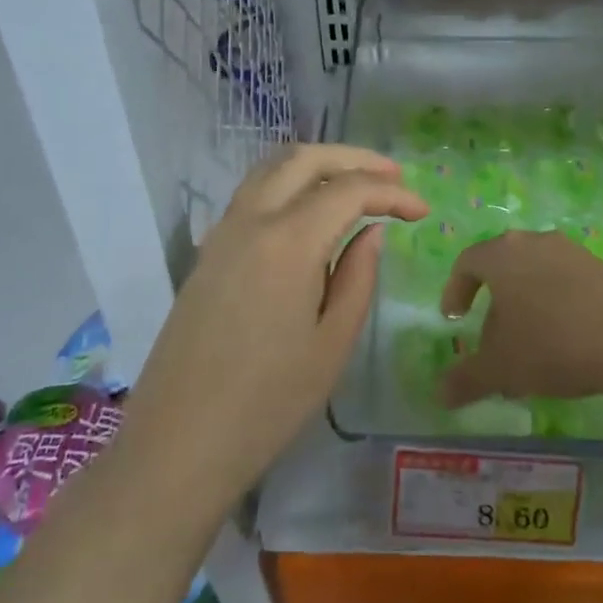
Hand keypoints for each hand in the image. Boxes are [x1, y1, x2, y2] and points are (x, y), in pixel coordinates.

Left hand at [123, 145, 426, 508]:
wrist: (179, 442)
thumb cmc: (268, 402)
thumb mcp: (333, 343)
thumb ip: (358, 276)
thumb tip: (371, 232)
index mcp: (288, 241)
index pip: (349, 191)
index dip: (392, 193)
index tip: (423, 211)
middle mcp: (250, 220)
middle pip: (304, 159)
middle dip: (354, 159)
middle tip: (393, 177)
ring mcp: (221, 233)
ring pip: (271, 170)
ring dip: (318, 165)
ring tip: (356, 185)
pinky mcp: (207, 252)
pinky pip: (251, 195)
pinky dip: (288, 185)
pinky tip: (309, 214)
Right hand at [439, 231, 602, 410]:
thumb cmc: (553, 345)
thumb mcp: (501, 369)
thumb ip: (466, 379)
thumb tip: (440, 394)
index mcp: (502, 254)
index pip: (467, 262)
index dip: (455, 290)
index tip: (453, 319)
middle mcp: (536, 242)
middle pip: (503, 266)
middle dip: (492, 302)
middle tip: (490, 338)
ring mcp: (573, 251)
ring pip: (536, 274)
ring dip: (525, 304)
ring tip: (529, 344)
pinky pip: (566, 282)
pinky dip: (555, 305)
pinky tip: (565, 340)